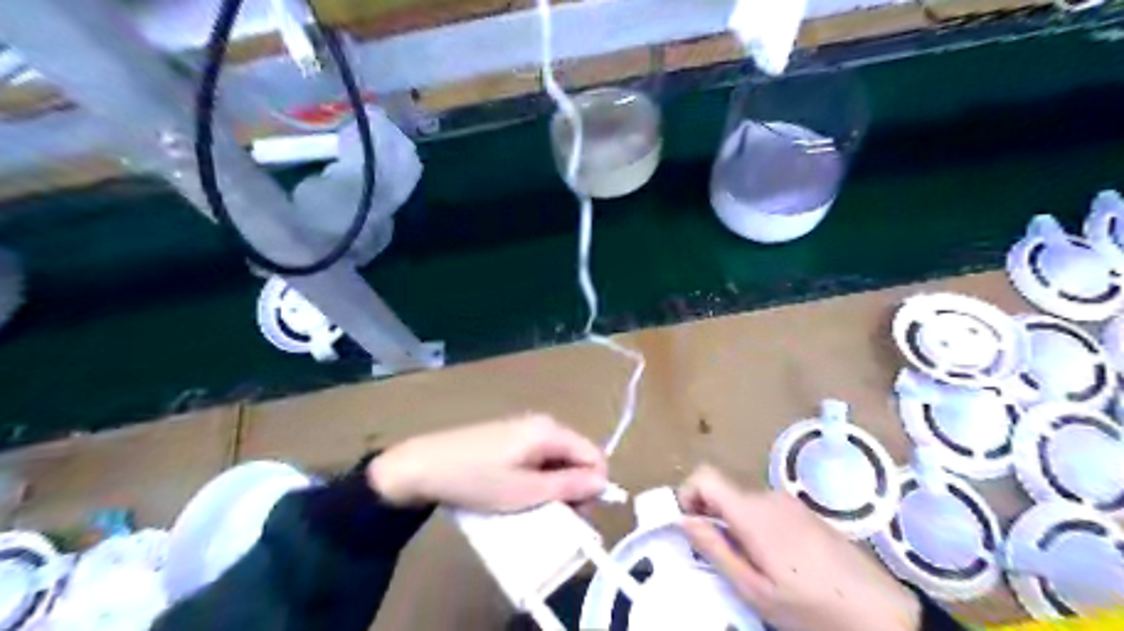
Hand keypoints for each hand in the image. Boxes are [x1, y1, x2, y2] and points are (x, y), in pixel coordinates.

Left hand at [368, 414, 607, 513]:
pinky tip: (519, 493)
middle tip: (555, 516)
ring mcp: (525, 428)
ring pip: (558, 459)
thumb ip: (568, 486)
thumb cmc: (478, 479)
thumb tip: (603, 482)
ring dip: (556, 485)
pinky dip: (538, 477)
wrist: (424, 465)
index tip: (578, 514)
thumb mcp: (526, 491)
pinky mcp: (510, 437)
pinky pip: (539, 457)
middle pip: (577, 456)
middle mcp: (543, 424)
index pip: (594, 455)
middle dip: (575, 487)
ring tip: (535, 507)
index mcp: (551, 432)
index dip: (594, 486)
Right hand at [681, 466, 915, 630]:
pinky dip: (756, 527)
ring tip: (753, 566)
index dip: (687, 493)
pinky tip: (778, 561)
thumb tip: (683, 520)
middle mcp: (768, 496)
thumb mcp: (754, 589)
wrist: (880, 612)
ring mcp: (789, 502)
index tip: (689, 524)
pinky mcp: (804, 511)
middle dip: (711, 517)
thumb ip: (714, 549)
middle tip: (721, 558)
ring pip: (743, 502)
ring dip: (735, 525)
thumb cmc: (810, 606)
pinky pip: (765, 509)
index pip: (705, 475)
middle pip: (723, 492)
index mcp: (751, 511)